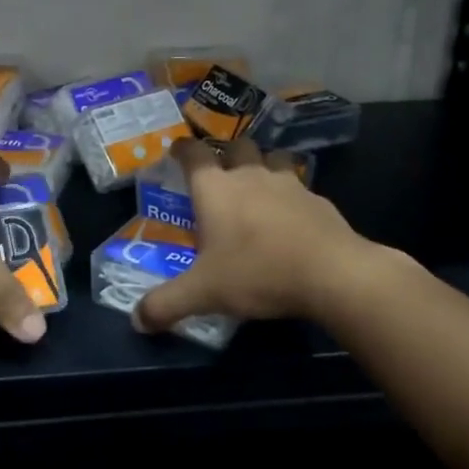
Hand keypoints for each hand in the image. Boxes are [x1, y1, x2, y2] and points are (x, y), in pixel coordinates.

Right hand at [135, 136, 378, 332]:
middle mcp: (250, 176)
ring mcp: (288, 184)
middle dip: (226, 153)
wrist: (332, 273)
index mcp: (215, 189)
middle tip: (220, 172)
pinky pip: (299, 187)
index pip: (193, 153)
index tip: (176, 149)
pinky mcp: (318, 200)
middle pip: (236, 146)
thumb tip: (137, 321)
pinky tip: (292, 218)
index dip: (182, 148)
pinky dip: (291, 196)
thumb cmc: (258, 273)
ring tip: (258, 187)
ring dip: (263, 166)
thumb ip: (166, 304)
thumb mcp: (204, 293)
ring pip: (272, 159)